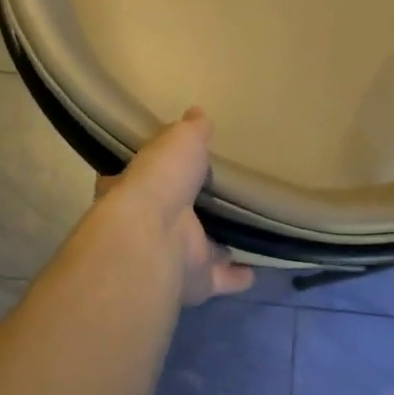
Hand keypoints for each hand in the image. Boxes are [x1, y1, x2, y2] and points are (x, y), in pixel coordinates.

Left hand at [94, 109, 254, 305]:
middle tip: (220, 199)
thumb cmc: (159, 181)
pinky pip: (222, 278)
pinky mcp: (196, 282)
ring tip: (245, 232)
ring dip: (218, 246)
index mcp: (135, 191)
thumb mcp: (176, 142)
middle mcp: (148, 228)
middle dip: (193, 212)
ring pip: (200, 250)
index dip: (159, 174)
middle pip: (174, 218)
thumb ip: (189, 131)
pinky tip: (258, 267)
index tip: (178, 169)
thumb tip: (198, 112)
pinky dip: (239, 275)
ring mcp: (172, 258)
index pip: (146, 180)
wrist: (154, 237)